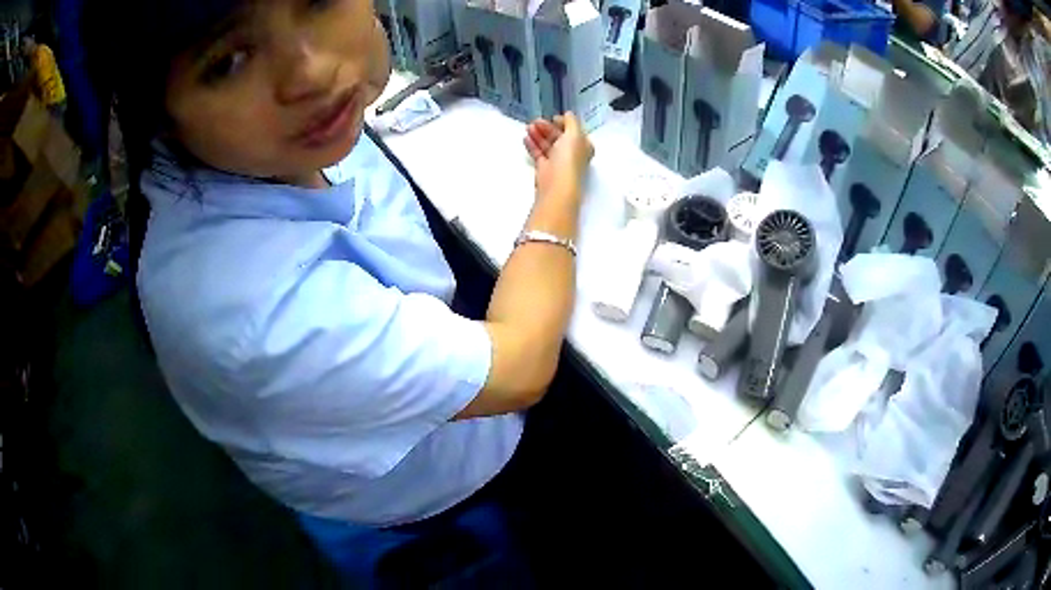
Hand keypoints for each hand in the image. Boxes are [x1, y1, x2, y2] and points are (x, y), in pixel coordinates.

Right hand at [523, 113, 593, 200]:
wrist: (557, 184)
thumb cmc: (569, 158)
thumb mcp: (574, 134)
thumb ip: (571, 121)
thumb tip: (568, 114)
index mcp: (583, 145)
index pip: (573, 130)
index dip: (563, 123)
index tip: (552, 118)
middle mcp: (572, 153)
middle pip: (558, 137)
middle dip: (547, 127)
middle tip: (535, 121)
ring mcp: (558, 162)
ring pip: (547, 144)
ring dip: (538, 134)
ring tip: (528, 127)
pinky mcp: (545, 169)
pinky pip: (538, 154)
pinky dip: (532, 145)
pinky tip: (526, 138)